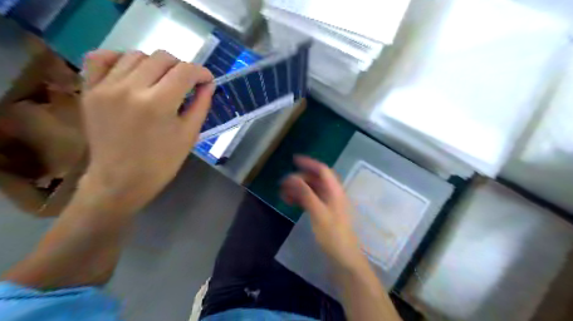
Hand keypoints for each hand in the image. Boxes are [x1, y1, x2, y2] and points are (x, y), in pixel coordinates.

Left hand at [79, 49, 214, 212]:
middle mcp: (131, 88)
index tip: (206, 80)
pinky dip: (119, 58)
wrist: (121, 180)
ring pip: (136, 55)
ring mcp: (106, 87)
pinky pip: (100, 58)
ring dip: (155, 64)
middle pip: (162, 58)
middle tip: (186, 84)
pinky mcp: (90, 91)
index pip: (185, 71)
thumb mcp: (189, 135)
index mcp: (159, 103)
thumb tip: (208, 84)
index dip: (201, 72)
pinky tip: (131, 72)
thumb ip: (201, 105)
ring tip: (161, 81)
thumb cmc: (162, 162)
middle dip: (181, 68)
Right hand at [281, 157, 365, 271]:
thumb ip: (306, 194)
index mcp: (335, 191)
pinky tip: (291, 202)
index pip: (322, 170)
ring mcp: (329, 204)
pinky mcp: (325, 213)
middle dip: (300, 178)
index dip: (309, 163)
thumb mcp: (318, 213)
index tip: (293, 160)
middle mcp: (333, 194)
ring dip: (299, 189)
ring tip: (283, 193)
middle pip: (316, 179)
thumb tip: (292, 177)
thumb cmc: (333, 236)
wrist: (344, 259)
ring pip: (312, 190)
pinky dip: (301, 198)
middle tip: (283, 183)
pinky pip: (312, 200)